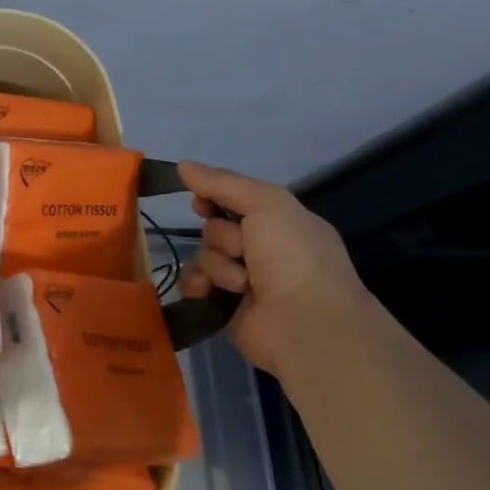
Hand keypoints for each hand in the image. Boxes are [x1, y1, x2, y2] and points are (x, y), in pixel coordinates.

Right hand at [175, 160, 373, 375]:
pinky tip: (209, 292)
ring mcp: (243, 279)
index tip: (203, 203)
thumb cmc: (295, 257)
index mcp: (280, 223)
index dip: (213, 198)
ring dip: (217, 265)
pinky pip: (194, 283)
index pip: (233, 200)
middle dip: (222, 237)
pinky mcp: (224, 305)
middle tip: (243, 251)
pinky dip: (198, 285)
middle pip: (214, 228)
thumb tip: (182, 165)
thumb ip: (223, 182)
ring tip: (240, 283)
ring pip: (203, 255)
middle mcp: (262, 249)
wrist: (306, 324)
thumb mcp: (267, 204)